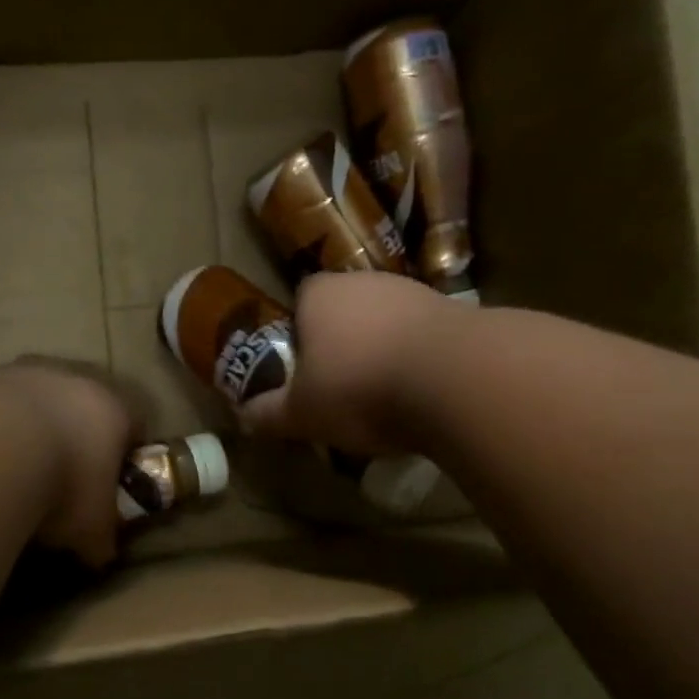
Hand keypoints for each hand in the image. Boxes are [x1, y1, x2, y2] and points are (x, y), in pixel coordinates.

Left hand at [0, 359, 139, 568]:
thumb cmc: (62, 487)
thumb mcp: (92, 530)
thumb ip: (102, 538)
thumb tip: (99, 552)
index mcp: (116, 406)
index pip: (137, 422)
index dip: (128, 453)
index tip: (114, 481)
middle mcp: (75, 378)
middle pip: (86, 405)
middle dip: (79, 436)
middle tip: (66, 474)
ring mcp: (24, 372)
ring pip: (38, 399)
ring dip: (32, 428)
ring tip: (16, 470)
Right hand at [239, 272, 459, 455]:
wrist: (456, 378)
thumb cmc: (360, 387)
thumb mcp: (302, 413)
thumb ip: (268, 413)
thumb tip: (242, 416)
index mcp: (319, 294)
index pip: (299, 303)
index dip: (298, 337)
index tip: (303, 373)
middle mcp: (364, 281)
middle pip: (343, 313)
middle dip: (341, 346)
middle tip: (341, 390)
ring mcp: (414, 292)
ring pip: (385, 324)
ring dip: (382, 353)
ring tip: (384, 399)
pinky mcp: (455, 311)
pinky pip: (422, 338)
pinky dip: (418, 361)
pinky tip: (421, 395)